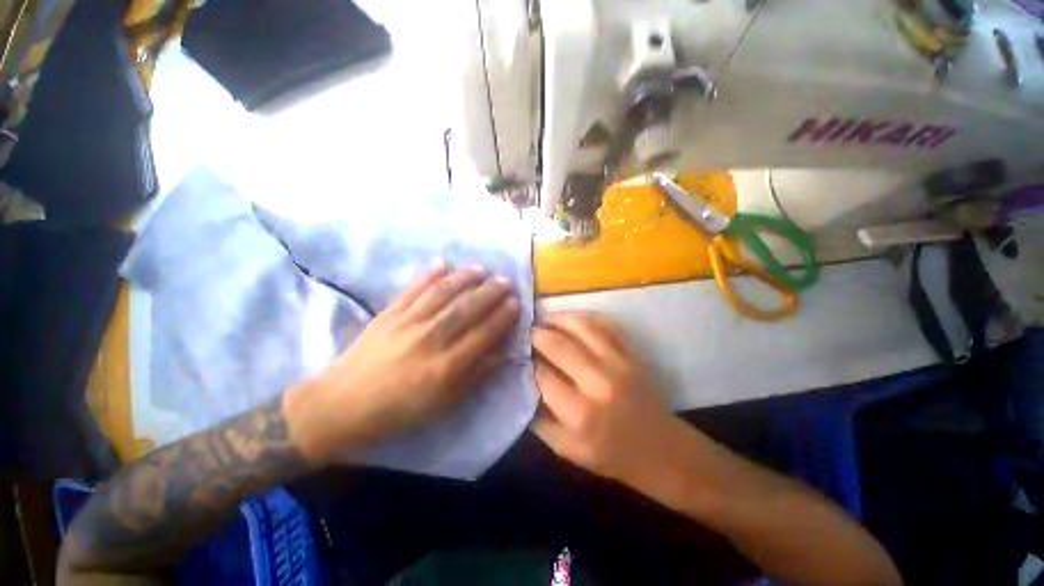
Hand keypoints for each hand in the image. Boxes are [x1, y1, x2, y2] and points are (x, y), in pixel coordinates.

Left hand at [285, 262, 519, 461]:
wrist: (342, 405)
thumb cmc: (399, 410)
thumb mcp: (444, 403)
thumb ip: (474, 375)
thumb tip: (499, 351)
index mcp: (446, 367)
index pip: (483, 334)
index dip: (502, 317)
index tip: (516, 303)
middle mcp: (430, 340)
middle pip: (467, 309)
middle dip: (490, 293)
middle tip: (506, 280)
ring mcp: (407, 322)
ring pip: (442, 294)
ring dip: (465, 278)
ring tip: (481, 269)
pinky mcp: (388, 313)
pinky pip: (412, 289)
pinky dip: (428, 274)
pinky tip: (443, 263)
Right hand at [532, 313, 708, 498]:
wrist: (661, 451)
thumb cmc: (611, 456)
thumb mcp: (566, 450)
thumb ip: (538, 419)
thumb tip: (522, 384)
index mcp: (579, 413)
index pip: (541, 374)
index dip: (525, 361)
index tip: (516, 354)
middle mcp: (598, 382)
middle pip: (558, 344)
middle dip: (536, 334)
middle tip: (526, 332)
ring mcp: (619, 363)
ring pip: (582, 326)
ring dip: (558, 318)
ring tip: (545, 320)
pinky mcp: (632, 355)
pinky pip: (605, 325)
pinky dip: (585, 318)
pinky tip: (572, 321)